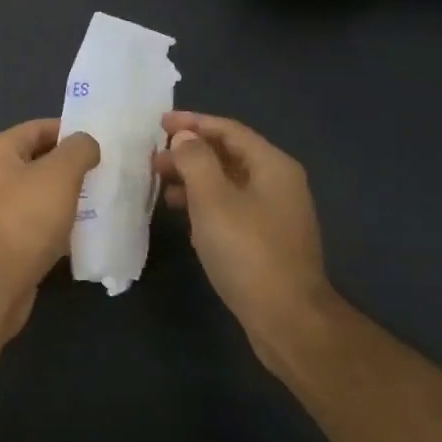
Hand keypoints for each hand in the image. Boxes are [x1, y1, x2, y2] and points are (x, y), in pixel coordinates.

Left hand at [0, 118, 100, 340]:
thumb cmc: (24, 219)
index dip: (71, 131)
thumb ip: (78, 150)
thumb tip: (87, 144)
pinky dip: (61, 224)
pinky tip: (86, 232)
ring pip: (41, 194)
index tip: (103, 142)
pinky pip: (39, 223)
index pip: (38, 128)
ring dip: (69, 196)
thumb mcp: (59, 174)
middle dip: (73, 166)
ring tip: (103, 200)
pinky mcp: (7, 241)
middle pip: (40, 161)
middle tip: (108, 171)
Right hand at [154, 112, 330, 346]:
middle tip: (152, 159)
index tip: (158, 123)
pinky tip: (182, 214)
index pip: (228, 130)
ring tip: (159, 185)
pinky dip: (204, 202)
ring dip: (194, 178)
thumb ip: (195, 161)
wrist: (288, 319)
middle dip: (189, 152)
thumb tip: (184, 138)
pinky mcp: (267, 239)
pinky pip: (231, 206)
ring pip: (227, 182)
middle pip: (228, 154)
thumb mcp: (212, 200)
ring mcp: (275, 213)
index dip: (192, 123)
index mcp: (272, 166)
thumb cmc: (248, 252)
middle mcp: (278, 183)